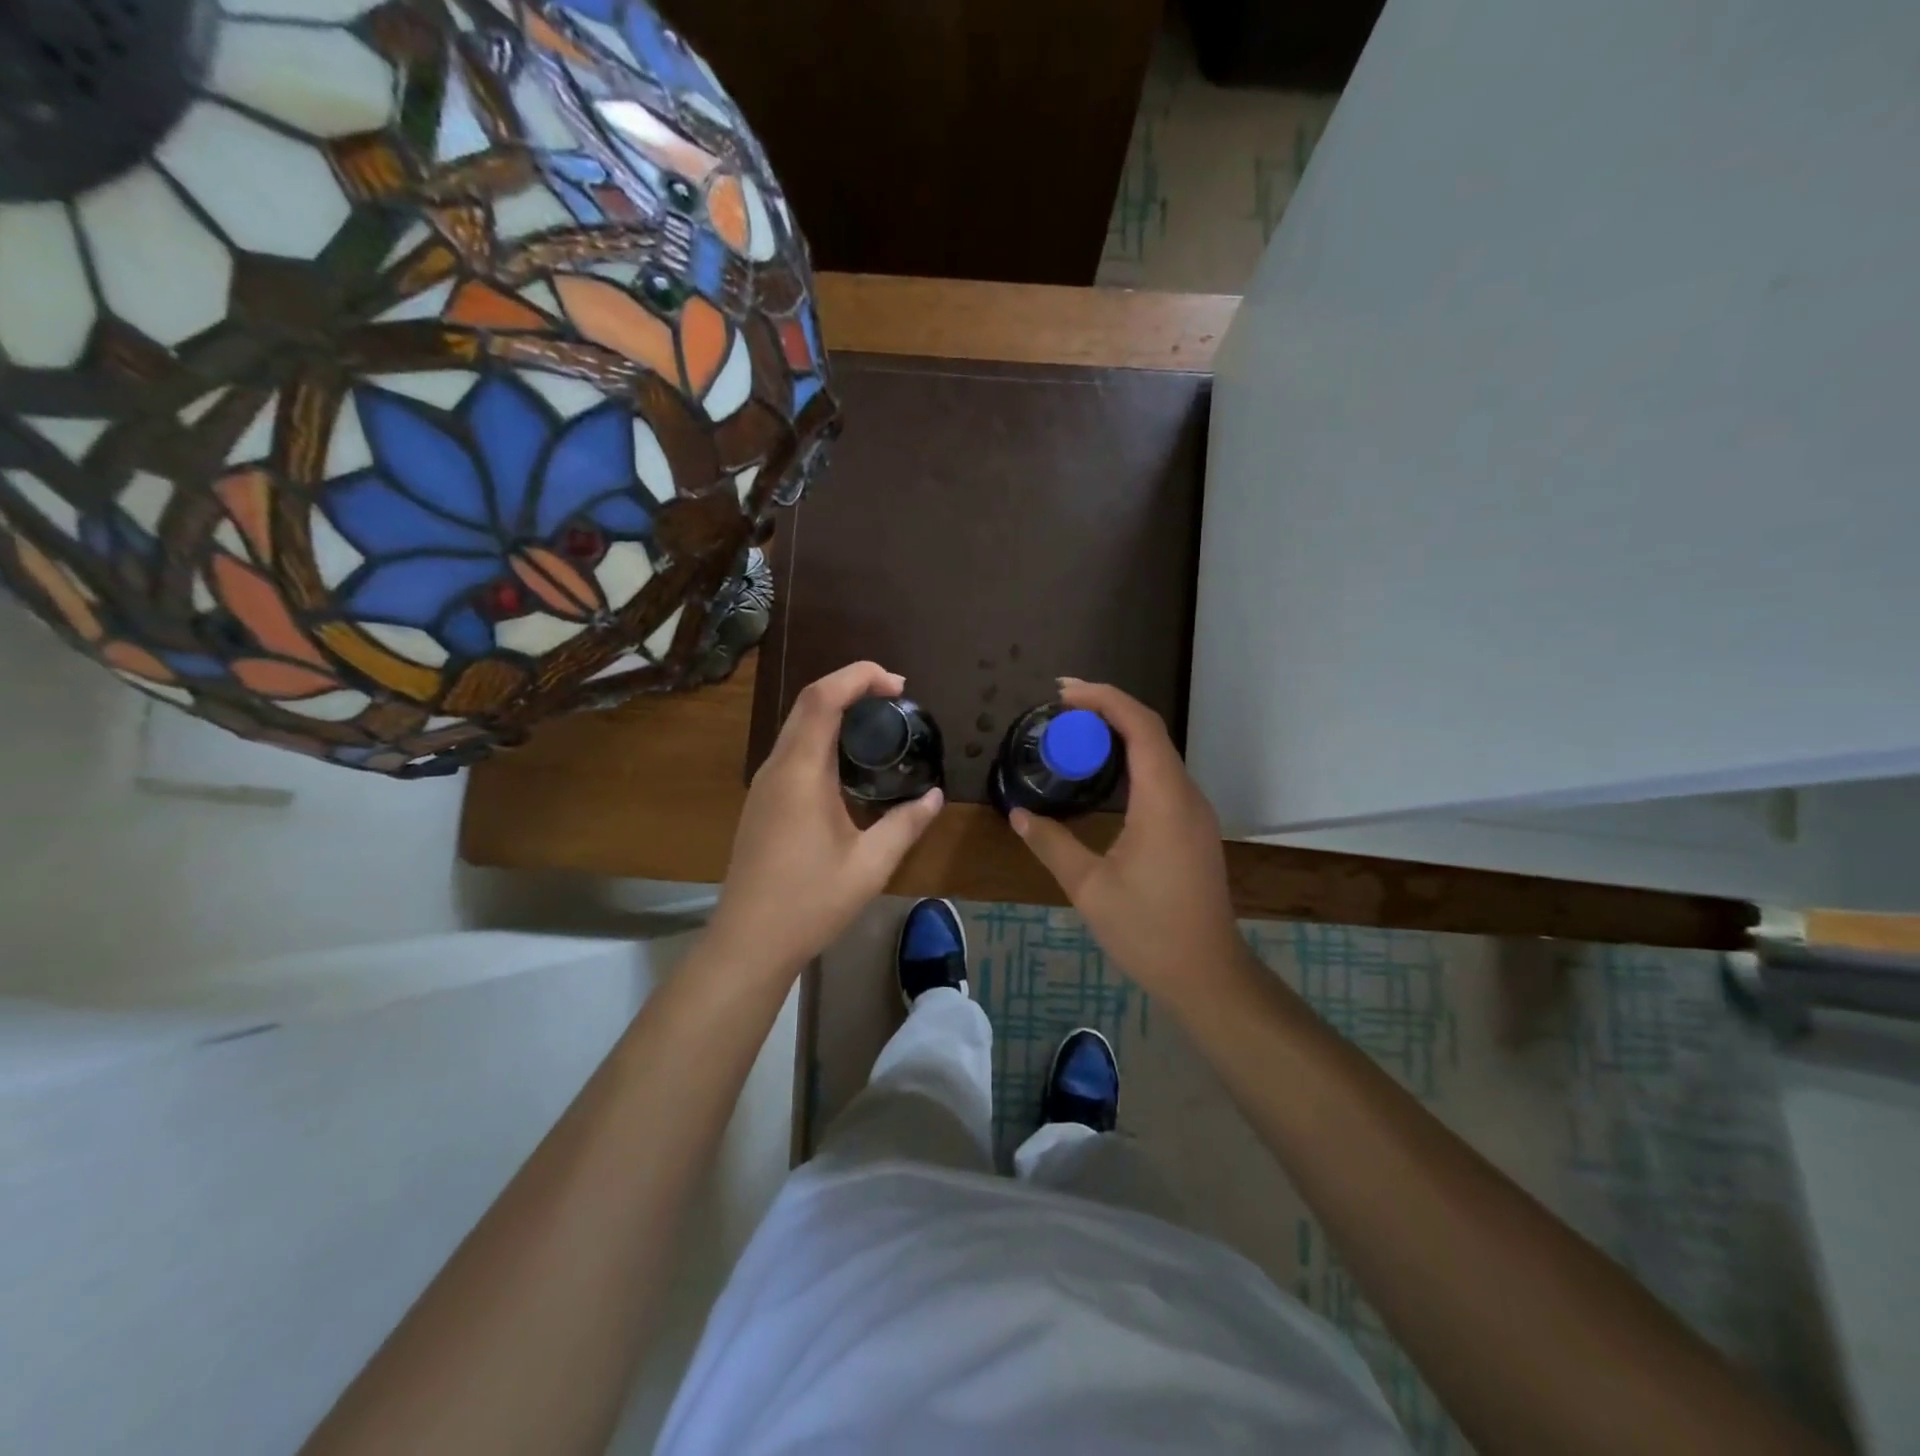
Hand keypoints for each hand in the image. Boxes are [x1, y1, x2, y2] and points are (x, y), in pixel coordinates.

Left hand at [708, 661, 944, 976]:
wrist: (749, 942)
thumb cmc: (810, 902)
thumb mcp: (870, 865)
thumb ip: (906, 824)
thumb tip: (934, 797)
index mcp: (801, 773)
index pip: (823, 697)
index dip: (860, 676)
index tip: (899, 685)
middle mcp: (777, 768)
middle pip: (808, 702)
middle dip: (851, 686)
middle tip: (895, 698)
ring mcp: (764, 784)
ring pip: (797, 724)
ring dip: (835, 710)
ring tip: (878, 724)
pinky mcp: (762, 801)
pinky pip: (792, 749)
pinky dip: (823, 736)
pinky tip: (849, 763)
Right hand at [1010, 680, 1245, 1002]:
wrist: (1206, 973)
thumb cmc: (1148, 930)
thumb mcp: (1089, 888)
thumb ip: (1052, 844)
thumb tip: (1020, 814)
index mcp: (1164, 800)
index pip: (1140, 727)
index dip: (1104, 699)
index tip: (1063, 693)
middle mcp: (1185, 796)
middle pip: (1151, 732)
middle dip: (1108, 709)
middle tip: (1061, 708)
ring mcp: (1194, 812)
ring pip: (1159, 752)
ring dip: (1120, 732)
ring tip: (1076, 732)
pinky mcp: (1193, 828)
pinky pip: (1163, 775)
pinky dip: (1132, 758)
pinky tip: (1104, 772)